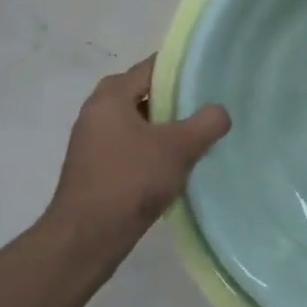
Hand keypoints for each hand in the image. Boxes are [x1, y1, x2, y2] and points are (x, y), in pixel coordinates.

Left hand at [50, 57, 229, 245]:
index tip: (211, 79)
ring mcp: (91, 141)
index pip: (153, 67)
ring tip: (196, 139)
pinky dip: (150, 150)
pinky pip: (129, 146)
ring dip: (164, 129)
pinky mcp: (93, 168)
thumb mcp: (179, 147)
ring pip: (138, 123)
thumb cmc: (131, 181)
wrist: (86, 239)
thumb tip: (219, 112)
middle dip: (176, 101)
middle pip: (145, 94)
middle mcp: (96, 111)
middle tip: (206, 110)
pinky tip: (172, 167)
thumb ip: (207, 122)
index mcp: (111, 95)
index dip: (183, 70)